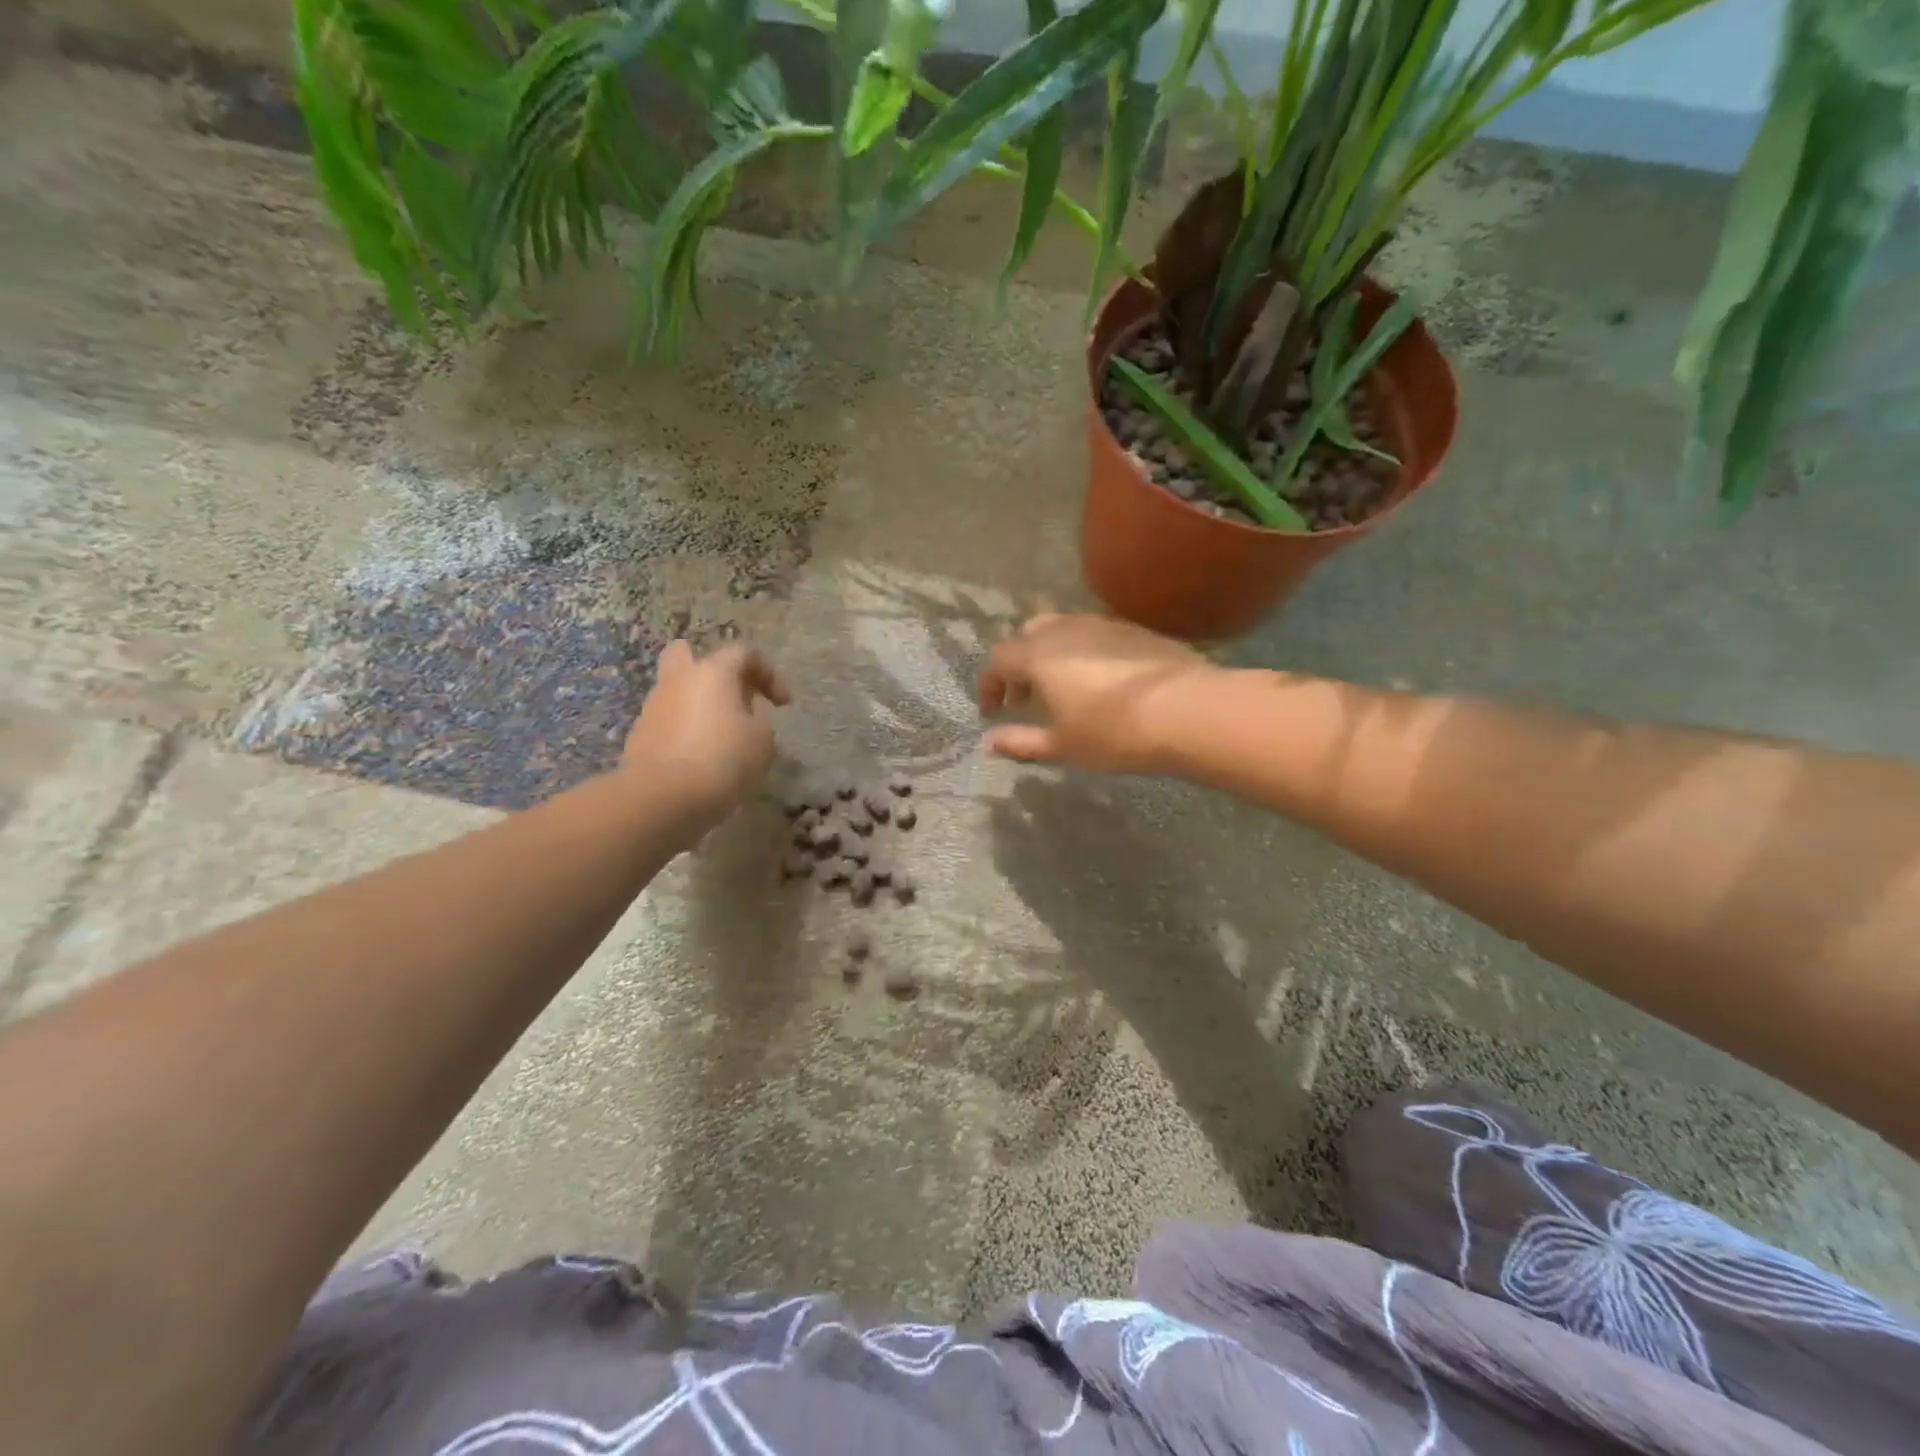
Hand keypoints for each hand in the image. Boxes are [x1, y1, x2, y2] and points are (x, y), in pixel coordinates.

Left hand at [623, 640, 789, 828]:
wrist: (663, 797)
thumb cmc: (723, 759)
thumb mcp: (762, 741)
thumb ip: (758, 722)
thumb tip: (745, 721)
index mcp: (712, 672)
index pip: (744, 653)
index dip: (770, 674)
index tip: (783, 705)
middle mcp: (678, 680)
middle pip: (688, 654)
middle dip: (712, 671)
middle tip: (734, 697)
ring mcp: (653, 707)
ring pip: (677, 691)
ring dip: (698, 705)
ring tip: (722, 737)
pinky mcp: (640, 736)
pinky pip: (668, 722)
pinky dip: (684, 732)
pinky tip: (700, 759)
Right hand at [977, 613, 1219, 773]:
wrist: (1187, 710)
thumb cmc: (1113, 732)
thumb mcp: (1062, 746)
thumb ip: (1021, 741)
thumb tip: (989, 742)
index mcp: (1038, 655)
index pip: (998, 660)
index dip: (990, 686)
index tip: (993, 712)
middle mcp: (1065, 630)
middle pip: (1028, 635)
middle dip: (1019, 664)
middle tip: (1025, 698)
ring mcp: (1103, 625)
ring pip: (1063, 629)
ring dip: (1051, 656)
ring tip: (1063, 690)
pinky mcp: (1134, 630)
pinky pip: (1095, 635)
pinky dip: (1082, 653)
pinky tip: (1100, 683)